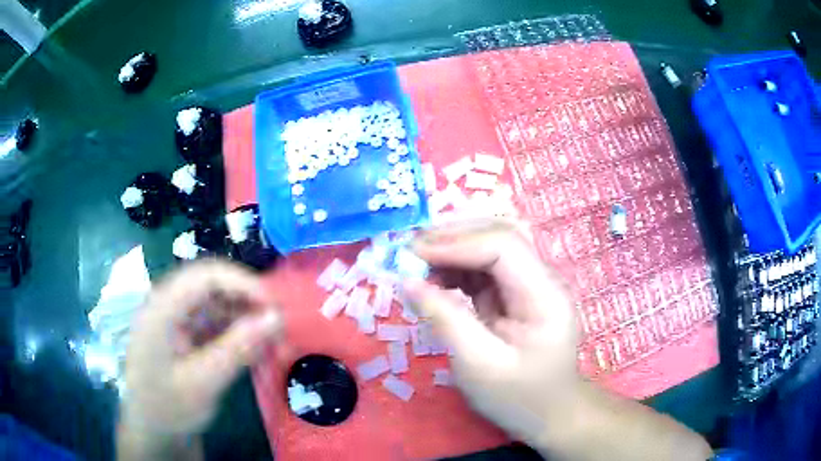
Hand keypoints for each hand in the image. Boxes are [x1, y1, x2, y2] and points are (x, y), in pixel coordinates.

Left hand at [118, 261, 280, 458]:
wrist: (154, 432)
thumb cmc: (169, 408)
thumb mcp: (203, 382)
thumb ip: (237, 349)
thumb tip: (276, 317)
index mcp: (161, 308)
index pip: (205, 276)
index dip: (243, 283)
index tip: (276, 305)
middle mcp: (168, 305)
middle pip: (211, 286)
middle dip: (247, 300)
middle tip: (279, 322)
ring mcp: (176, 320)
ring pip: (216, 303)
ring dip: (245, 317)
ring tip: (272, 337)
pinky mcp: (185, 335)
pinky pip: (214, 323)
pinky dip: (236, 332)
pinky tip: (255, 348)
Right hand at [401, 219, 577, 445]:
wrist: (548, 414)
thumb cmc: (518, 397)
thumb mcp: (479, 366)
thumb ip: (445, 319)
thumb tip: (408, 281)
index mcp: (545, 296)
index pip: (504, 247)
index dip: (457, 244)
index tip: (413, 254)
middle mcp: (542, 280)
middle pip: (499, 237)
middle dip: (453, 238)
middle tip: (410, 251)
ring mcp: (529, 286)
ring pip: (490, 248)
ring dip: (452, 250)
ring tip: (417, 263)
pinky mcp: (515, 295)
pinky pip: (484, 269)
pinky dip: (457, 268)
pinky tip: (435, 279)